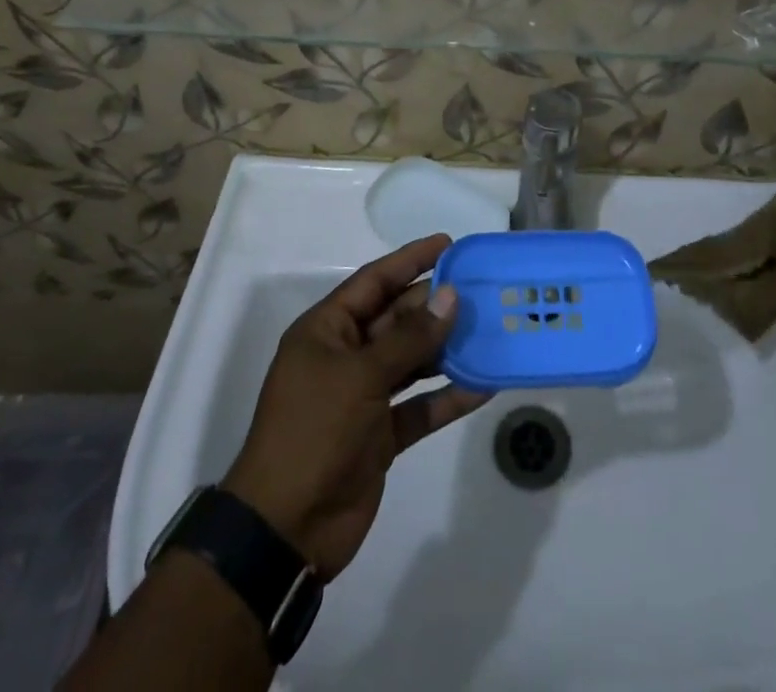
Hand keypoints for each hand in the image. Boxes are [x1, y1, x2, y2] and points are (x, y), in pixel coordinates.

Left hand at [222, 235, 490, 580]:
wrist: (285, 530)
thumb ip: (409, 338)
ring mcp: (363, 397)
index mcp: (327, 331)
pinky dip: (447, 396)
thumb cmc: (314, 432)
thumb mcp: (360, 376)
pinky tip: (483, 385)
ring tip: (490, 330)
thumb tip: (450, 297)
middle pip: (397, 319)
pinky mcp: (381, 435)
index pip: (374, 282)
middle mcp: (345, 356)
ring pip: (412, 361)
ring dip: (446, 349)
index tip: (448, 244)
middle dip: (436, 306)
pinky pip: (420, 406)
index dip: (410, 260)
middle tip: (481, 290)